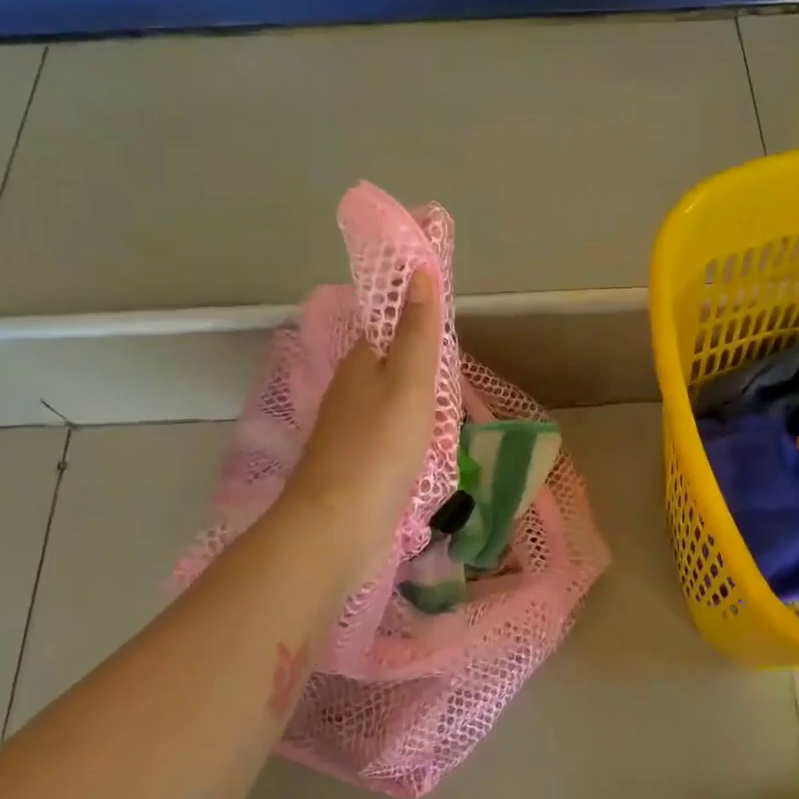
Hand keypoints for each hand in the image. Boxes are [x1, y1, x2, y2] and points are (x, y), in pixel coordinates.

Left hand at [289, 269, 445, 574]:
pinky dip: (413, 437)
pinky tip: (430, 449)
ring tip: (452, 411)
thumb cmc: (379, 447)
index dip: (417, 322)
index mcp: (359, 365)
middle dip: (422, 367)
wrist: (339, 525)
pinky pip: (392, 439)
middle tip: (459, 374)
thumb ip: (417, 332)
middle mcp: (350, 393)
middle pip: (391, 368)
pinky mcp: (359, 467)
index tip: (450, 330)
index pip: (388, 328)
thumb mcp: (409, 382)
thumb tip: (417, 272)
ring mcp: (353, 433)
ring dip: (419, 404)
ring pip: (392, 405)